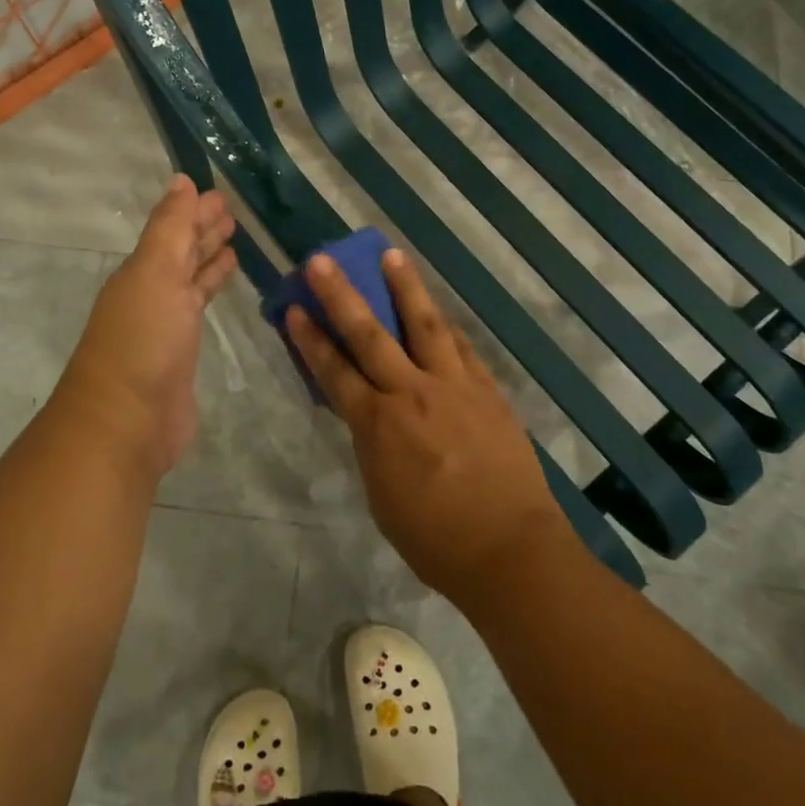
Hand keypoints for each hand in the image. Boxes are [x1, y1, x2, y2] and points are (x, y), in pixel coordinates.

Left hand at [52, 175, 236, 479]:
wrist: (128, 421)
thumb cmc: (143, 339)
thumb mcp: (156, 272)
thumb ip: (171, 227)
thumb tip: (181, 180)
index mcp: (142, 270)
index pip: (173, 229)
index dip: (195, 211)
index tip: (221, 193)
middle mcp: (152, 290)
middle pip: (181, 252)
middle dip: (204, 230)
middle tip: (233, 212)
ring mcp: (166, 322)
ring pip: (191, 279)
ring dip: (209, 259)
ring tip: (235, 242)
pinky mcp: (181, 351)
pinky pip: (199, 307)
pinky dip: (212, 289)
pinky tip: (227, 281)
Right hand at [285, 249, 571, 605]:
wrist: (510, 550)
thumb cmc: (435, 540)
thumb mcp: (382, 497)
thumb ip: (372, 447)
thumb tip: (370, 417)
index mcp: (378, 425)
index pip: (334, 371)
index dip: (312, 339)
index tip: (295, 308)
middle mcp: (412, 393)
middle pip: (369, 334)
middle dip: (341, 294)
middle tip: (322, 260)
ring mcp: (454, 386)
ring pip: (424, 324)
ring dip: (405, 287)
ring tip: (391, 255)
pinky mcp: (487, 390)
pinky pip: (461, 347)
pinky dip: (445, 326)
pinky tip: (438, 309)